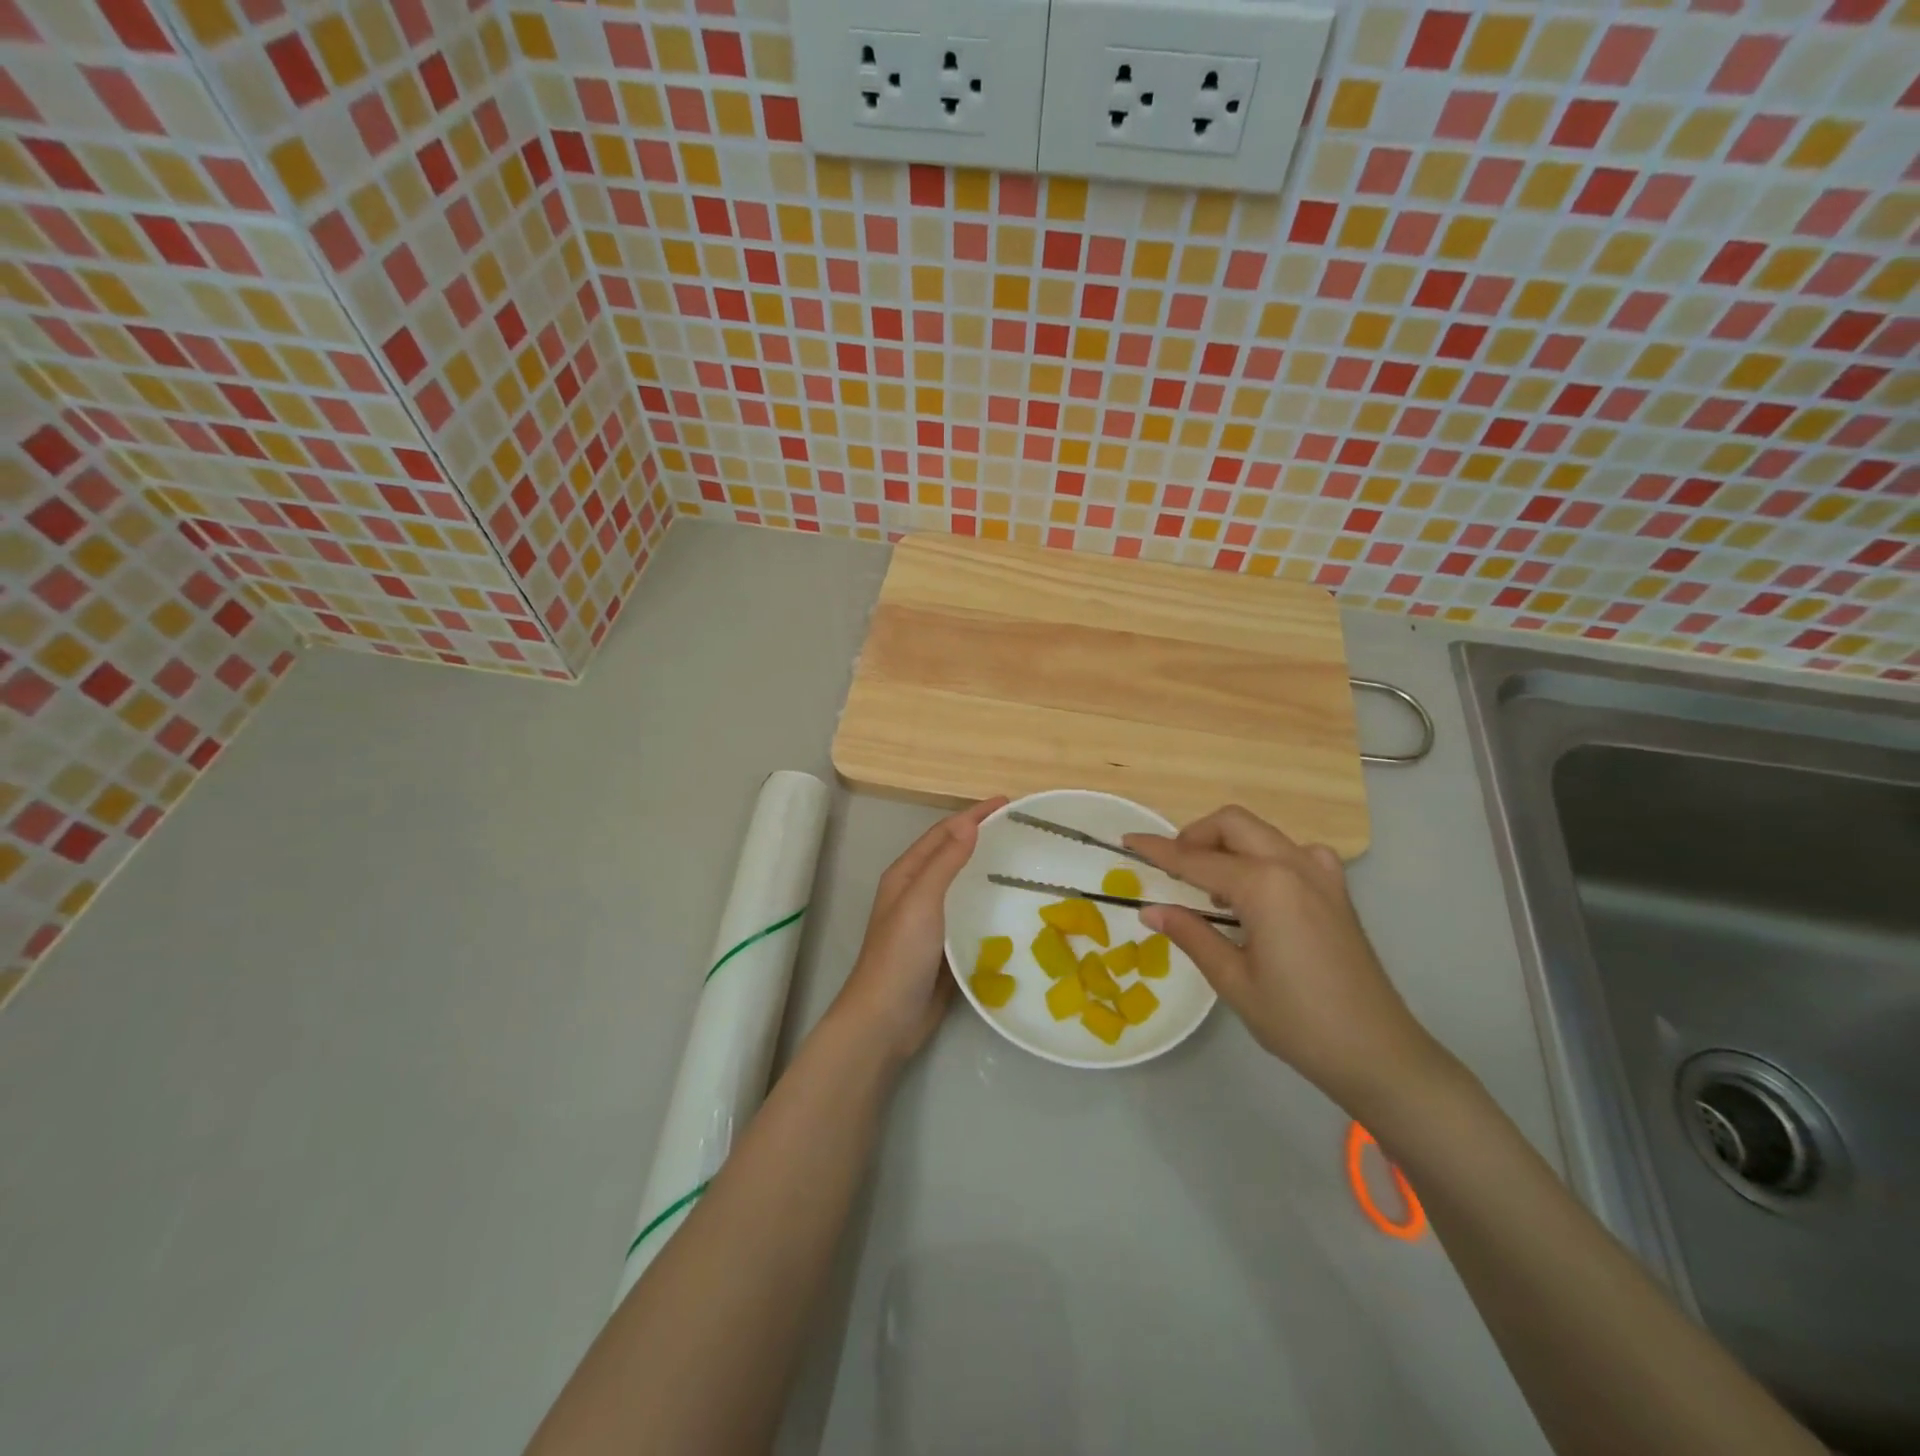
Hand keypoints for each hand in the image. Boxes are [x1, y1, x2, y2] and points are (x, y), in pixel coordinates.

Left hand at [829, 797, 1007, 1064]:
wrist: (886, 1018)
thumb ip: (944, 862)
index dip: (972, 815)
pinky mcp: (945, 947)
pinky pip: (970, 916)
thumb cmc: (899, 954)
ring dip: (986, 869)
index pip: (943, 832)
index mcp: (906, 875)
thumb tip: (969, 823)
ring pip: (963, 885)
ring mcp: (930, 922)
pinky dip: (989, 904)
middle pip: (952, 854)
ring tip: (1022, 862)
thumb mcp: (921, 901)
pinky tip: (1012, 907)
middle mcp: (917, 892)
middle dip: (981, 837)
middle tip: (1020, 828)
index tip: (1007, 802)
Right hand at [1124, 806, 1443, 1115]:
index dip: (1158, 851)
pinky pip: (1292, 851)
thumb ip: (1190, 934)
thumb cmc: (1298, 1021)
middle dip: (1195, 835)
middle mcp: (1293, 865)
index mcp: (1264, 885)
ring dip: (1228, 844)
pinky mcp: (1336, 889)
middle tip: (1172, 868)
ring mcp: (1321, 873)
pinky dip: (1263, 856)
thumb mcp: (1233, 980)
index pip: (1196, 859)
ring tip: (1211, 889)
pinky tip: (1259, 892)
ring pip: (1262, 832)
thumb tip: (1150, 910)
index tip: (1128, 841)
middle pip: (1233, 823)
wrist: (1378, 1052)